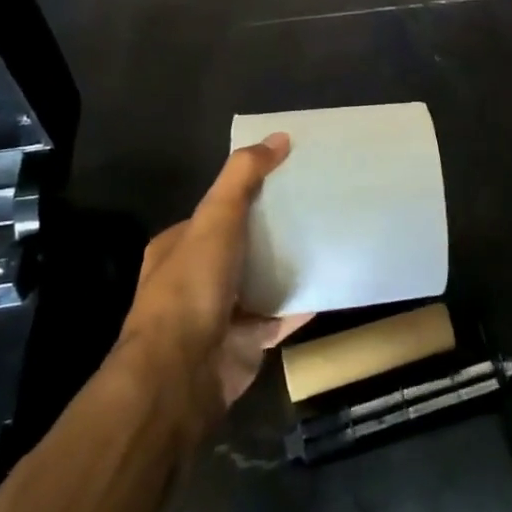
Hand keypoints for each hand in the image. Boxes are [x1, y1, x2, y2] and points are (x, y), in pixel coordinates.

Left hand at [113, 134, 310, 434]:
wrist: (182, 374)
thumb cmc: (192, 287)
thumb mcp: (216, 218)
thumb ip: (243, 177)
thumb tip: (279, 137)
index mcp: (179, 247)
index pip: (217, 211)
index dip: (249, 193)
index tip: (289, 178)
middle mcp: (197, 279)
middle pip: (243, 245)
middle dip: (275, 229)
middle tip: (318, 205)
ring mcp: (222, 314)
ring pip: (263, 281)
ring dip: (290, 265)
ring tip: (330, 237)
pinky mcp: (247, 342)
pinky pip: (281, 315)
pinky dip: (303, 302)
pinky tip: (332, 282)